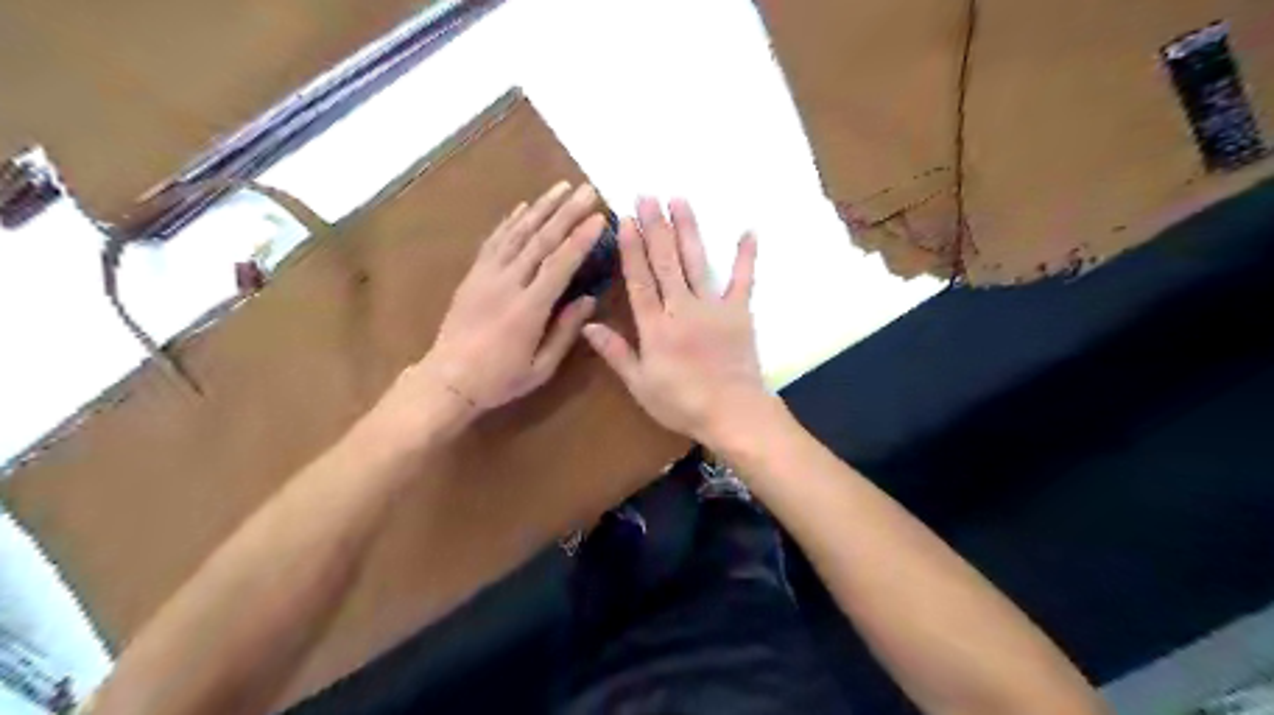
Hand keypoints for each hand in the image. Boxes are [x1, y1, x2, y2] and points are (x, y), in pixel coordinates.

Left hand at [383, 178, 606, 435]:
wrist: (447, 380)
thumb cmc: (500, 379)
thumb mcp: (541, 367)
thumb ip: (565, 331)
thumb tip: (589, 298)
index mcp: (528, 309)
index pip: (559, 264)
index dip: (580, 239)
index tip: (600, 217)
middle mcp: (507, 284)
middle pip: (540, 240)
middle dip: (567, 212)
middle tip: (588, 189)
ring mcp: (486, 275)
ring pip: (517, 233)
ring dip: (541, 207)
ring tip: (562, 187)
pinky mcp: (473, 275)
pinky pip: (494, 241)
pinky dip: (510, 221)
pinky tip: (524, 206)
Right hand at [581, 197, 770, 446]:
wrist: (732, 413)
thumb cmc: (682, 403)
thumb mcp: (641, 384)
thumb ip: (616, 352)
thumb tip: (588, 324)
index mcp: (656, 326)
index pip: (639, 280)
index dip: (630, 249)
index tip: (624, 219)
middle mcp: (682, 308)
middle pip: (665, 262)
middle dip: (655, 227)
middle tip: (647, 195)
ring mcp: (713, 307)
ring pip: (696, 262)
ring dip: (687, 230)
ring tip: (679, 200)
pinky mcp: (739, 312)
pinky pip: (744, 280)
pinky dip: (745, 256)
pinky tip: (748, 231)